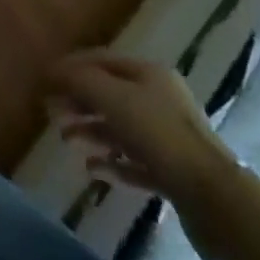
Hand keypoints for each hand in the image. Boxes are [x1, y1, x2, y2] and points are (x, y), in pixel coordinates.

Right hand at [48, 52, 234, 201]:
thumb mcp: (114, 98)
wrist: (215, 198)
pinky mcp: (172, 173)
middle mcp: (159, 99)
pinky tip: (91, 168)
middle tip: (50, 111)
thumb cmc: (160, 135)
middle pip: (109, 93)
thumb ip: (81, 80)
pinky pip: (133, 162)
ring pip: (119, 128)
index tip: (45, 79)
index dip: (71, 66)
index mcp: (149, 72)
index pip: (101, 60)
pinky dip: (111, 162)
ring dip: (90, 131)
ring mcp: (167, 138)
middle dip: (78, 100)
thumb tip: (53, 70)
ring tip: (65, 139)